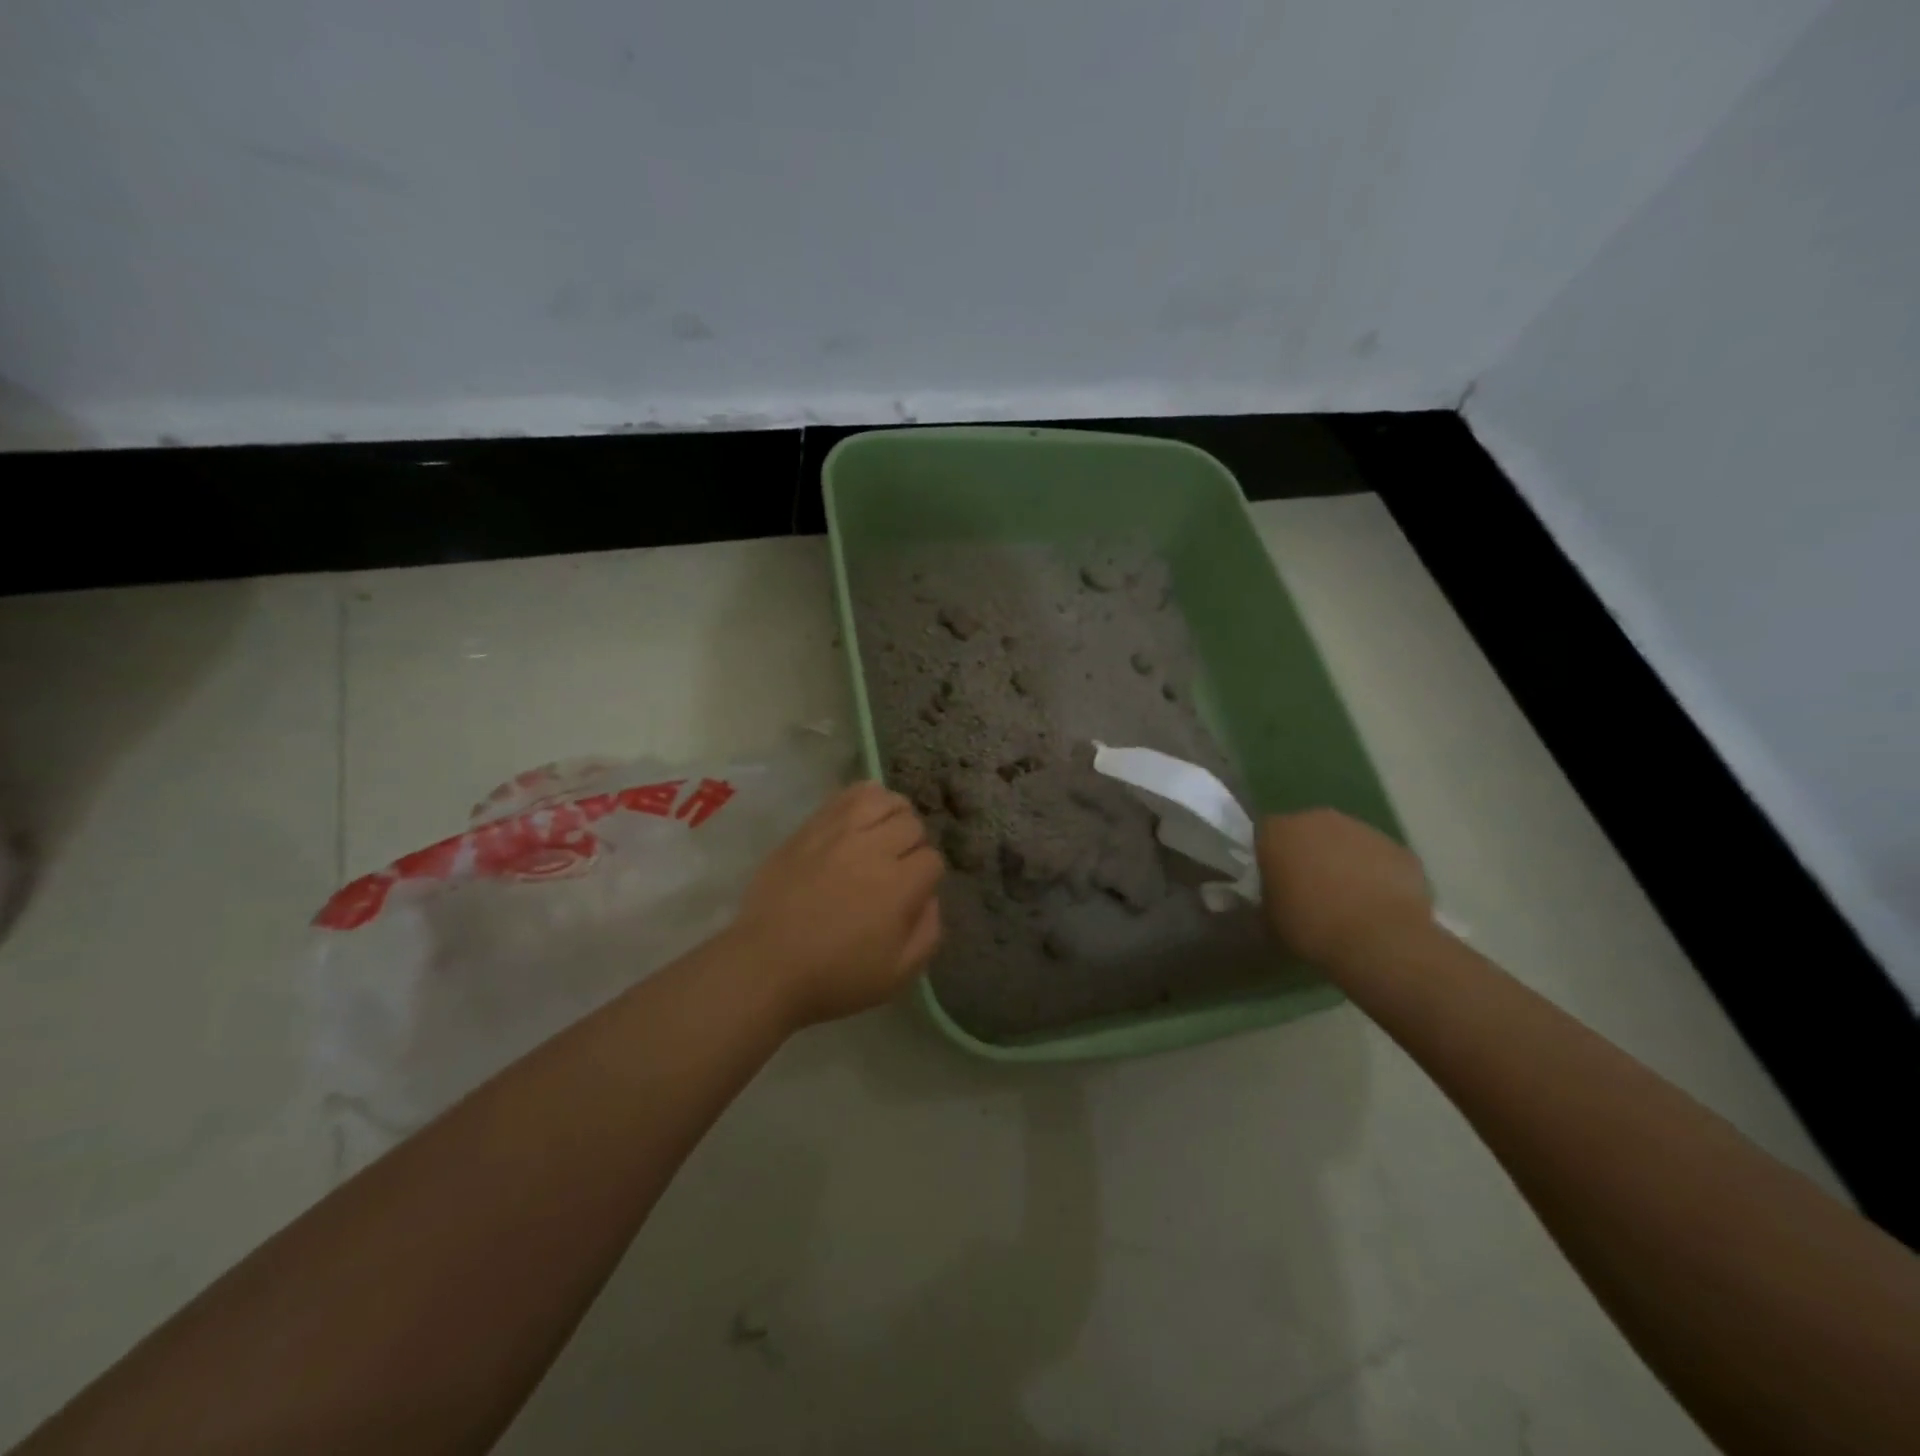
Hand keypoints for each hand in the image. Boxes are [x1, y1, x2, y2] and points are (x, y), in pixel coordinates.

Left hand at [731, 781, 944, 1027]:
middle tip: (896, 867)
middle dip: (912, 845)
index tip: (912, 893)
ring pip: (884, 800)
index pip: (932, 859)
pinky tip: (862, 818)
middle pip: (912, 825)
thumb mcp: (898, 974)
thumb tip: (929, 897)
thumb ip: (928, 932)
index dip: (927, 877)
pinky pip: (847, 795)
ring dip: (892, 815)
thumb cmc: (835, 978)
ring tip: (882, 835)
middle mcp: (872, 850)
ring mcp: (838, 833)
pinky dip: (864, 800)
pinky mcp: (810, 827)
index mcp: (898, 886)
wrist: (765, 967)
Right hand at [1257, 809, 1433, 967]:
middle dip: (1305, 854)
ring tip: (1346, 899)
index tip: (1272, 882)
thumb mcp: (1269, 920)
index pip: (1263, 835)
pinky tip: (1375, 904)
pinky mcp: (1397, 848)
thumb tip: (1271, 898)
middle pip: (1305, 831)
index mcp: (1279, 833)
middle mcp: (1317, 820)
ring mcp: (1362, 829)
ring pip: (1344, 841)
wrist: (1381, 940)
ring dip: (1341, 861)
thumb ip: (1266, 898)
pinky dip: (1374, 873)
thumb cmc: (1312, 927)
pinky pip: (1377, 857)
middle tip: (1308, 889)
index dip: (1268, 858)